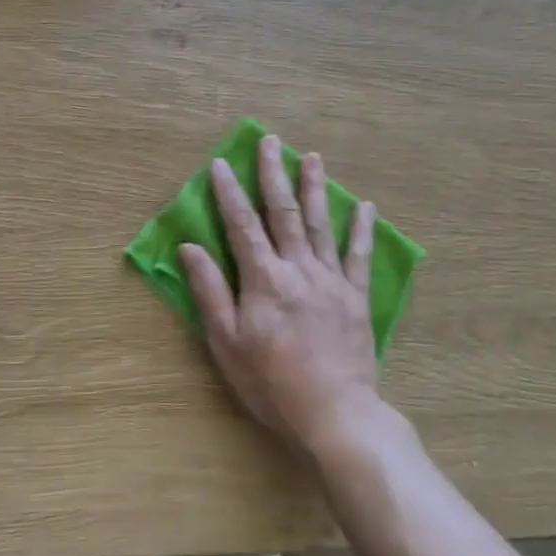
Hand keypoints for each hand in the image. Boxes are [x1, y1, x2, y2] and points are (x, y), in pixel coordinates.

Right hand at [180, 135, 381, 460]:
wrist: (334, 414)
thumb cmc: (271, 382)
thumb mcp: (227, 341)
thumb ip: (210, 291)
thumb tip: (189, 247)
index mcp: (263, 278)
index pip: (241, 224)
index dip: (229, 192)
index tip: (220, 163)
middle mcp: (298, 268)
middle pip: (283, 212)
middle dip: (274, 174)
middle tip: (271, 141)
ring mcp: (331, 280)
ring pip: (321, 224)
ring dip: (315, 188)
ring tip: (313, 157)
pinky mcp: (356, 297)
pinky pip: (360, 256)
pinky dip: (362, 230)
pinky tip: (366, 207)